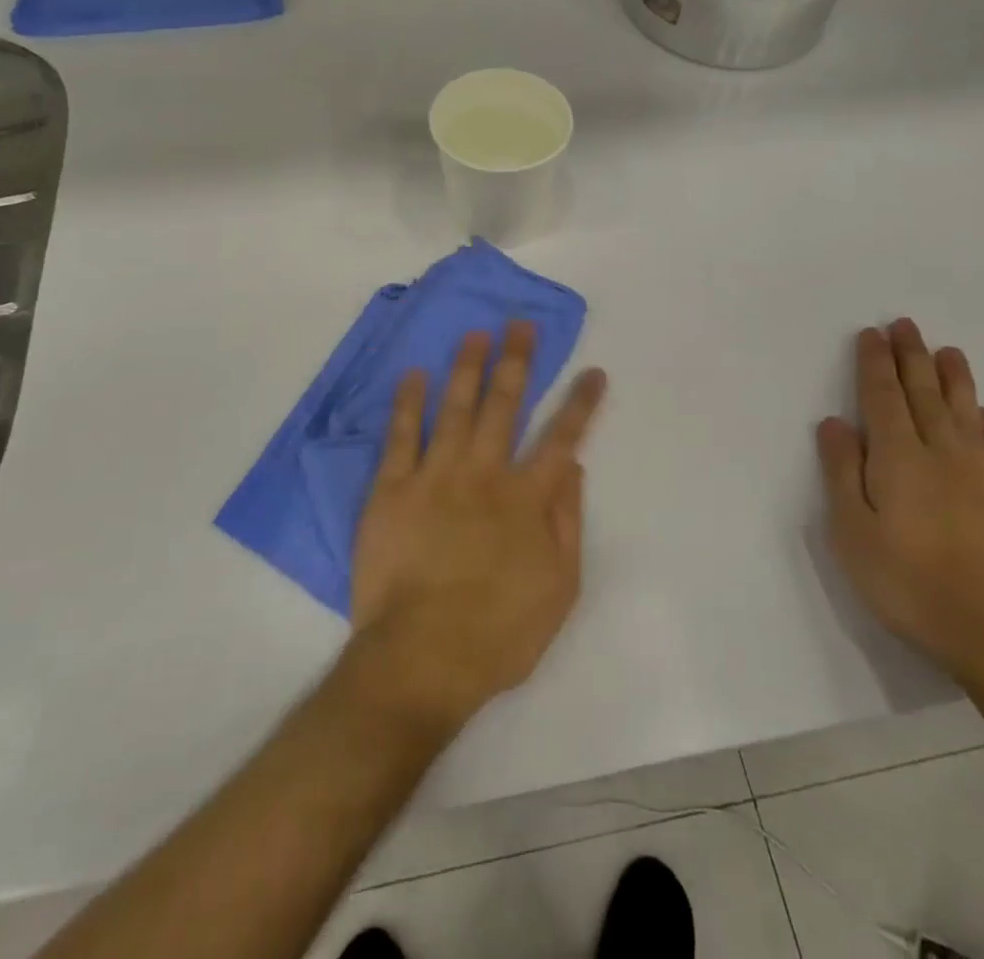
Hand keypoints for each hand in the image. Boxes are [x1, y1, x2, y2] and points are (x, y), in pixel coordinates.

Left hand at [347, 322, 606, 730]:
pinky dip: (409, 403)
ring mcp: (435, 476)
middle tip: (520, 325)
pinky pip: (401, 436)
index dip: (580, 402)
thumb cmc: (499, 633)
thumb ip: (568, 521)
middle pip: (504, 405)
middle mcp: (483, 474)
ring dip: (467, 367)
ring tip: (475, 334)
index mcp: (527, 498)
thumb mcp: (559, 588)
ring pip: (455, 408)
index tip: (592, 370)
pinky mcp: (392, 489)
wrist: (420, 658)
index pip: (562, 437)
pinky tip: (414, 375)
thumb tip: (572, 466)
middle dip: (517, 361)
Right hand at [817, 319, 983, 693]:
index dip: (875, 363)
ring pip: (965, 413)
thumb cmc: (909, 584)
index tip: (871, 334)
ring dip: (954, 379)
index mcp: (898, 458)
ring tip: (948, 351)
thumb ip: (842, 473)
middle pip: (923, 394)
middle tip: (906, 325)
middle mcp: (942, 454)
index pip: (882, 397)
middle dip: (911, 357)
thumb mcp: (852, 532)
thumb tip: (834, 422)